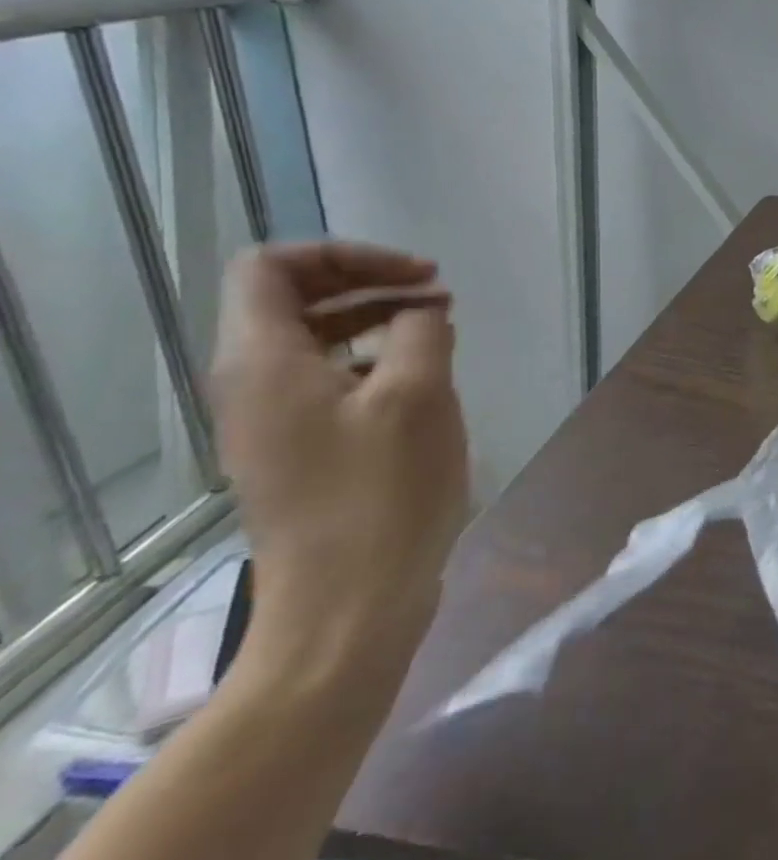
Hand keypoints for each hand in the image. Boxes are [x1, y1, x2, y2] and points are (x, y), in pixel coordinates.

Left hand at [210, 243, 469, 694]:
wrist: (349, 604)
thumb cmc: (383, 492)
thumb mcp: (417, 394)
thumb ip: (420, 331)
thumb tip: (420, 313)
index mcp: (264, 363)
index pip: (274, 268)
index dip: (347, 255)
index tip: (419, 274)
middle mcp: (252, 386)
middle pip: (293, 300)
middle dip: (369, 282)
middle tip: (439, 292)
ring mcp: (274, 424)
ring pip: (315, 340)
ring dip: (377, 319)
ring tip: (443, 326)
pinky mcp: (301, 452)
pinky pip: (329, 380)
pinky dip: (375, 360)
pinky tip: (426, 377)